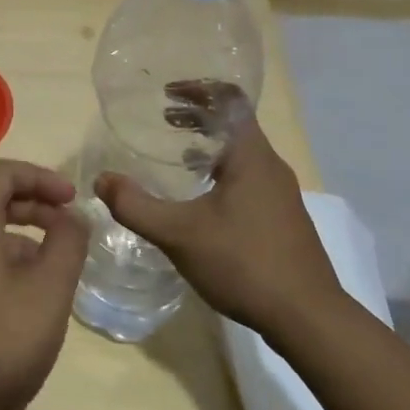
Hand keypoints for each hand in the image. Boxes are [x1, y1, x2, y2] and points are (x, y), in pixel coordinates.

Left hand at [0, 160, 88, 409]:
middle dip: (36, 205)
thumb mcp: (47, 292)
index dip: (42, 177)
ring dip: (24, 236)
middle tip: (71, 228)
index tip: (74, 200)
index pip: (3, 173)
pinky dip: (7, 259)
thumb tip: (72, 217)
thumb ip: (67, 244)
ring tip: (58, 268)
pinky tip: (30, 296)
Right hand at [94, 81, 345, 344]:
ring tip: (177, 153)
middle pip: (234, 123)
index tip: (167, 93)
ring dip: (209, 144)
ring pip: (241, 152)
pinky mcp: (282, 218)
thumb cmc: (244, 263)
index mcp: (251, 156)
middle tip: (163, 118)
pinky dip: (220, 169)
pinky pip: (247, 175)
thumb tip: (101, 180)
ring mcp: (280, 194)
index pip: (229, 100)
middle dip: (198, 116)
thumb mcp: (179, 234)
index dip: (198, 89)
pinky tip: (200, 198)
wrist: (309, 320)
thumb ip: (136, 206)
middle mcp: (270, 166)